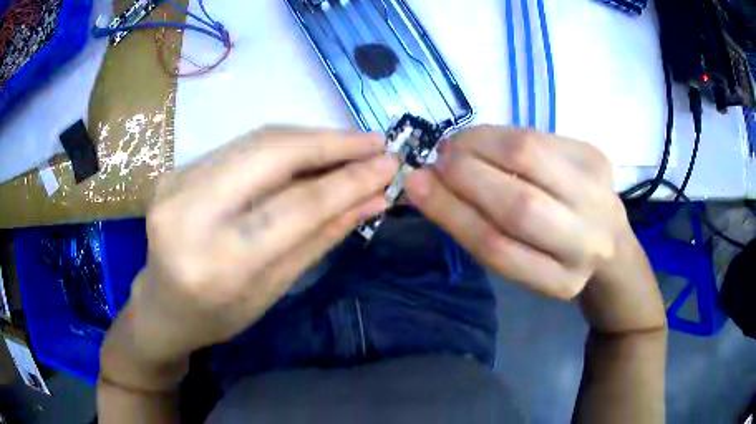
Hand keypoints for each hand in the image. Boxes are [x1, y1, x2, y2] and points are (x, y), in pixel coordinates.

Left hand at [101, 128, 397, 387]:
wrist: (162, 306)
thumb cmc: (219, 315)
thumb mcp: (274, 289)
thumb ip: (322, 237)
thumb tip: (374, 198)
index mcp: (217, 262)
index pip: (295, 206)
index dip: (348, 180)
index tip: (390, 164)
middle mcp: (188, 212)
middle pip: (271, 154)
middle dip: (331, 142)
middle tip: (374, 143)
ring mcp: (175, 183)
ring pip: (255, 141)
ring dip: (310, 139)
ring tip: (351, 145)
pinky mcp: (175, 170)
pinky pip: (239, 147)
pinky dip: (282, 145)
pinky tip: (309, 151)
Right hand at [405, 126, 664, 332]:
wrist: (610, 242)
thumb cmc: (557, 256)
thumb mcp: (522, 262)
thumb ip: (482, 229)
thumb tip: (429, 185)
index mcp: (560, 281)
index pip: (497, 248)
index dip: (451, 212)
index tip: (416, 186)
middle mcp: (587, 241)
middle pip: (518, 204)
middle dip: (465, 175)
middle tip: (437, 160)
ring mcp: (599, 194)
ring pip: (530, 157)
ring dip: (480, 144)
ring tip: (456, 146)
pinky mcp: (598, 157)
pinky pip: (539, 136)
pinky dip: (502, 135)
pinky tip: (487, 140)